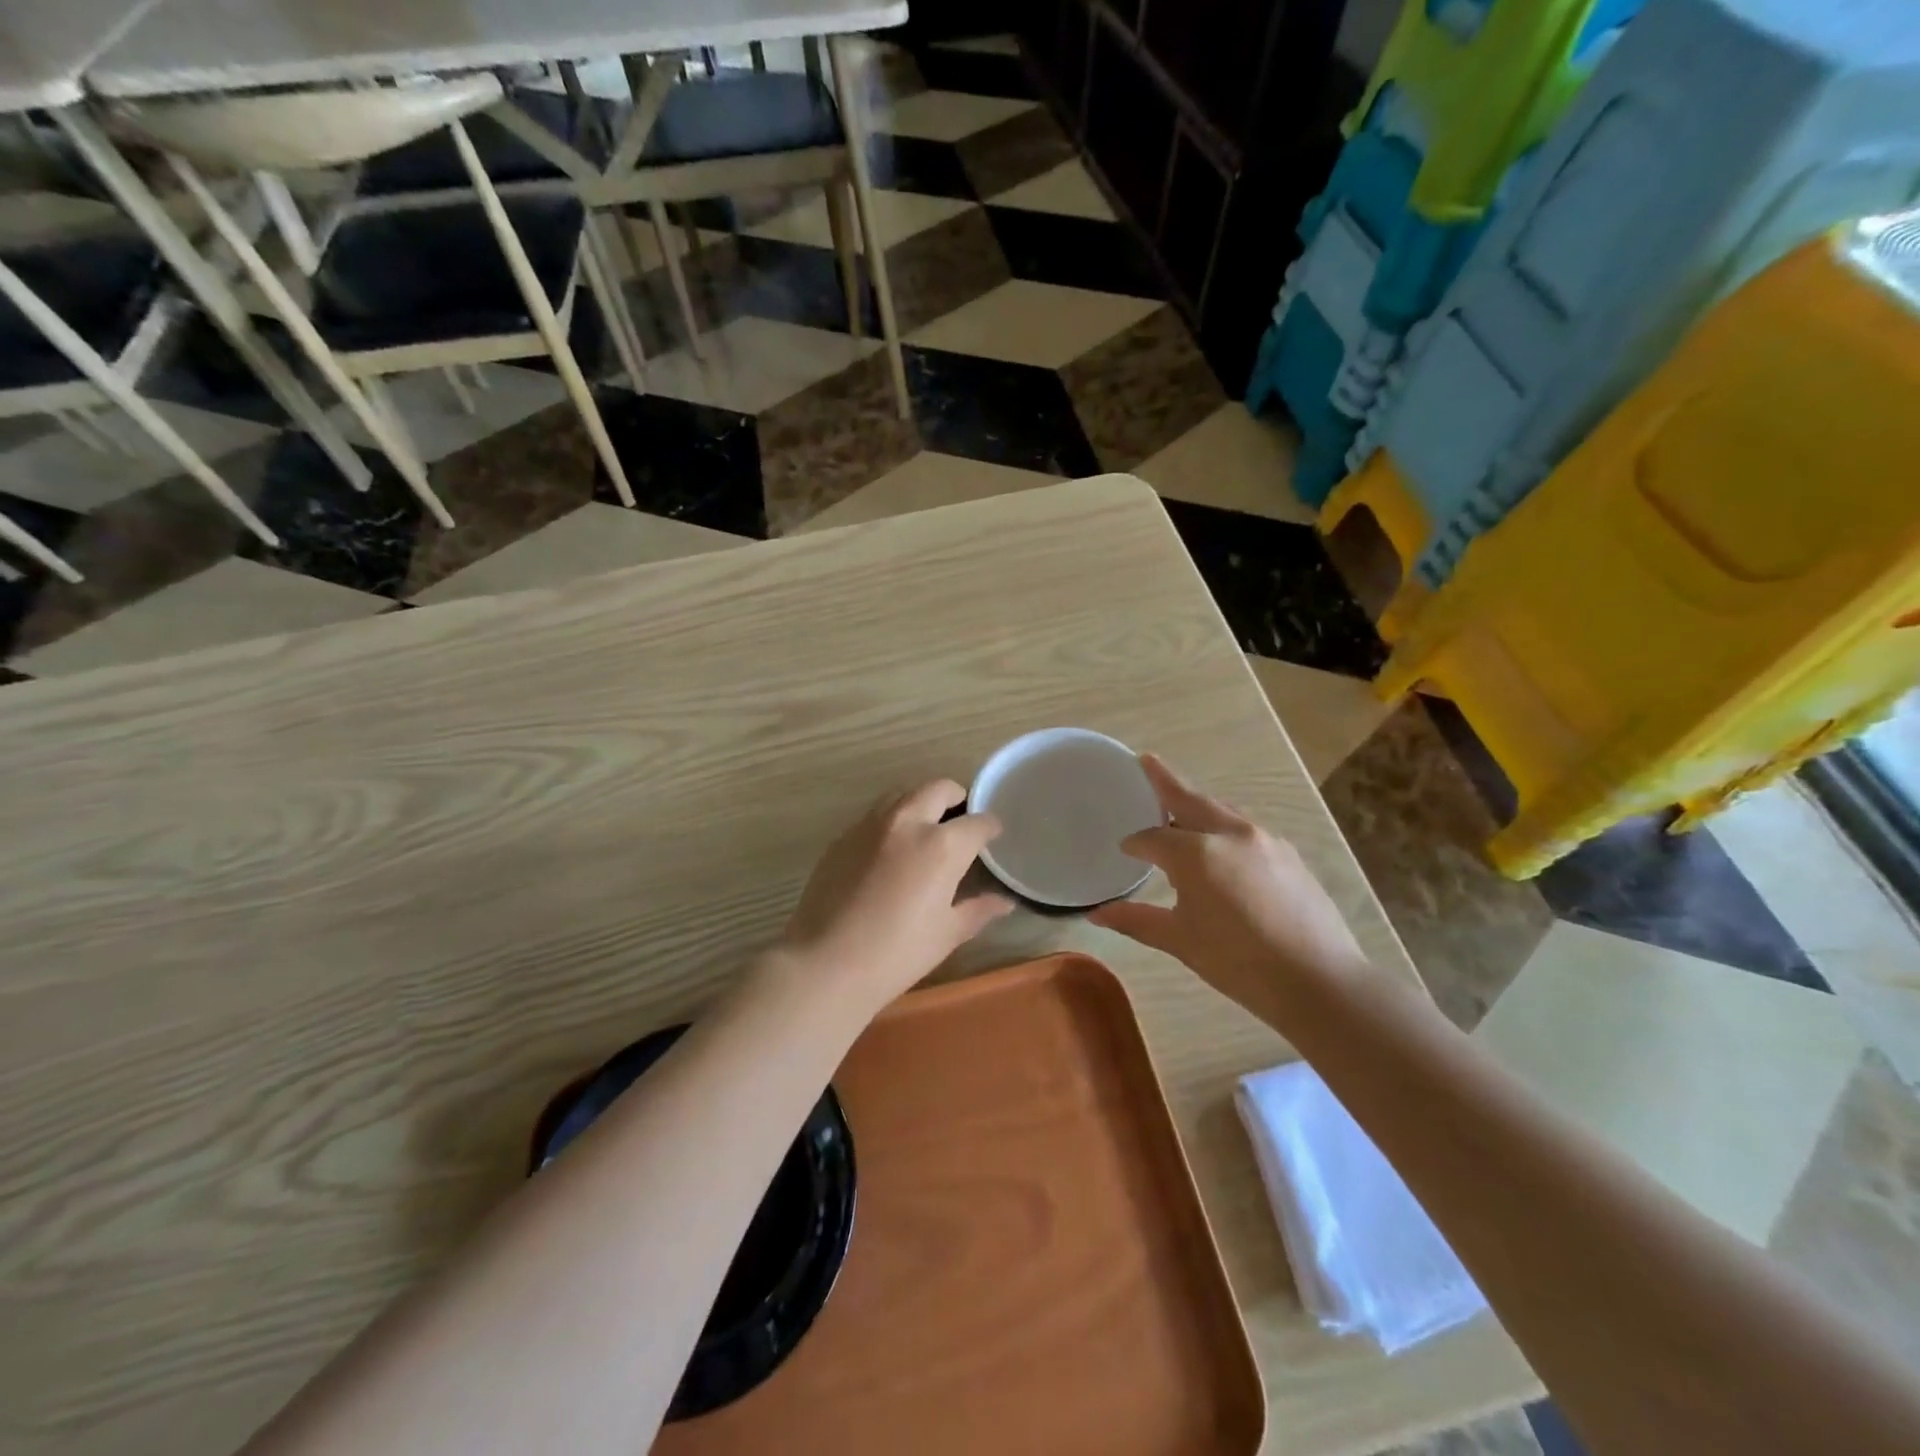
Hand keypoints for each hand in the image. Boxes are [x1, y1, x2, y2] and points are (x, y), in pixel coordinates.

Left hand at [773, 780, 1012, 1011]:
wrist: (826, 963)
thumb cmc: (897, 953)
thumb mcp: (947, 933)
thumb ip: (977, 909)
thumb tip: (1004, 902)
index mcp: (941, 845)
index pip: (977, 822)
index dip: (990, 827)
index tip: (993, 836)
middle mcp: (907, 822)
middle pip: (938, 789)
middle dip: (956, 798)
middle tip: (960, 821)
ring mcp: (869, 826)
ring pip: (902, 794)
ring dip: (920, 803)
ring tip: (925, 829)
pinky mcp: (842, 837)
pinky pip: (874, 817)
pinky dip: (890, 823)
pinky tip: (889, 852)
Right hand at [1089, 756, 1380, 1020]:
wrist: (1319, 981)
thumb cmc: (1240, 963)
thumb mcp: (1181, 941)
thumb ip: (1136, 920)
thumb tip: (1096, 914)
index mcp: (1197, 854)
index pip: (1153, 838)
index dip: (1135, 843)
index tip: (1124, 850)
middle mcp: (1230, 834)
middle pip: (1190, 799)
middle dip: (1165, 781)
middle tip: (1146, 761)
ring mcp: (1264, 840)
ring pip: (1221, 811)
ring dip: (1197, 803)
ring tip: (1180, 805)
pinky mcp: (1287, 854)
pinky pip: (1244, 828)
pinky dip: (1223, 825)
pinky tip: (1221, 846)